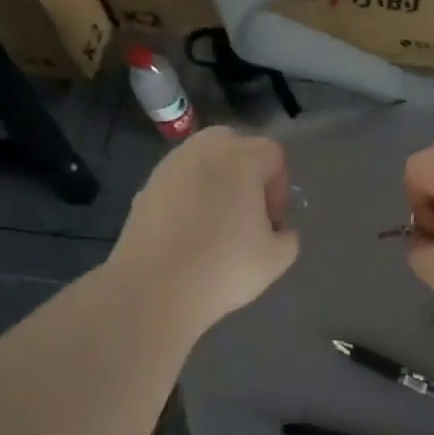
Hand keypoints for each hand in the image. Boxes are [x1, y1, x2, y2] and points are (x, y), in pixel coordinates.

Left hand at [111, 127, 299, 335]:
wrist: (153, 290)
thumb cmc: (223, 267)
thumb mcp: (276, 258)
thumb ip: (288, 236)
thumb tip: (278, 230)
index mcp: (241, 159)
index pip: (273, 154)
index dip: (280, 188)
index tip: (273, 222)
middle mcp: (204, 151)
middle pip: (235, 144)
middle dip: (247, 172)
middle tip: (248, 211)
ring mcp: (170, 167)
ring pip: (203, 159)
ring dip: (216, 181)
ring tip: (216, 221)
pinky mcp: (145, 187)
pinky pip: (178, 180)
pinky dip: (189, 195)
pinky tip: (188, 231)